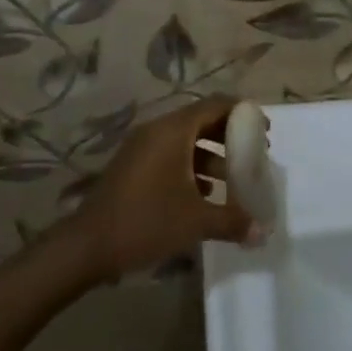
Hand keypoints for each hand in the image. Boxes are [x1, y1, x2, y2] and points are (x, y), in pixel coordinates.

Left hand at [63, 95, 261, 281]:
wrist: (87, 245)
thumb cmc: (145, 222)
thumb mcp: (194, 222)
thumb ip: (232, 221)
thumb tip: (262, 231)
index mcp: (173, 130)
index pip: (215, 105)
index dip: (243, 113)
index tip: (264, 130)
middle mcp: (158, 130)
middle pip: (201, 120)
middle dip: (229, 135)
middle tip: (253, 153)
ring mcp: (142, 147)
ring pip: (185, 140)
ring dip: (211, 154)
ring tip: (233, 178)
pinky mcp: (133, 165)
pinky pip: (170, 154)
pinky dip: (191, 165)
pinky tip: (204, 193)